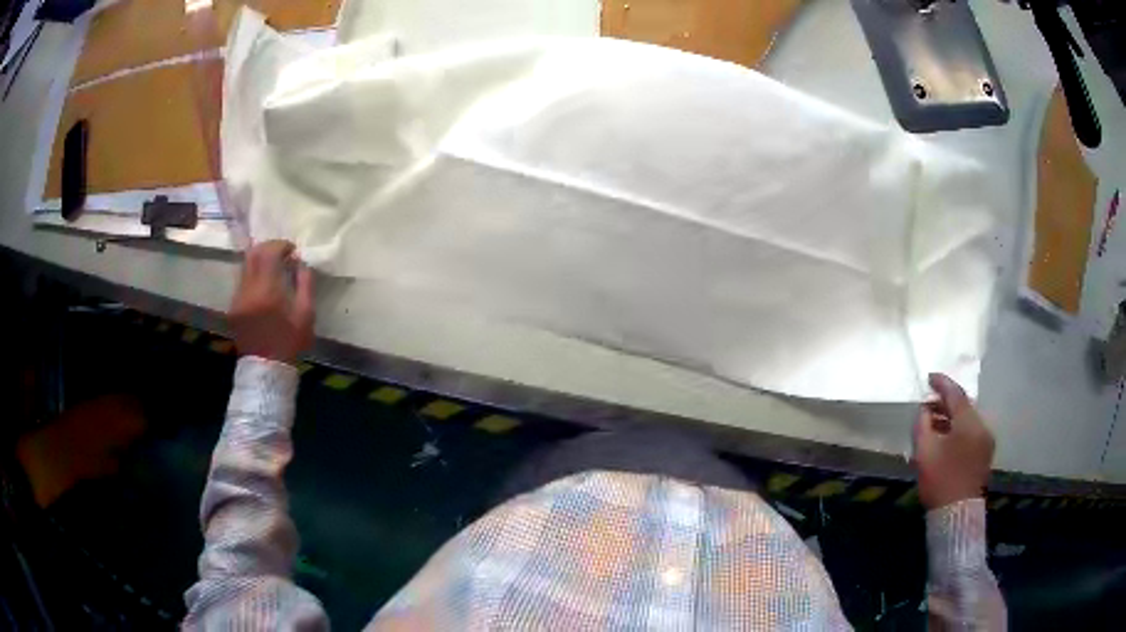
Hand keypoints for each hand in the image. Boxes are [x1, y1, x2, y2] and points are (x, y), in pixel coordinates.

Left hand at [229, 241, 314, 364]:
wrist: (266, 369)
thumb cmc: (290, 342)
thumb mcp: (306, 314)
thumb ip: (305, 283)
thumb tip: (301, 262)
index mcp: (267, 291)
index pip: (269, 252)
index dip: (281, 245)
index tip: (292, 250)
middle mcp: (248, 290)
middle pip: (253, 254)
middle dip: (268, 248)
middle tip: (281, 253)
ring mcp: (237, 298)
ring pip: (245, 266)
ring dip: (259, 261)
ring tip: (273, 268)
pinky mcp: (233, 307)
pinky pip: (242, 281)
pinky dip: (253, 276)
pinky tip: (263, 287)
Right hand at [912, 373, 994, 509]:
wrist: (957, 515)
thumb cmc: (940, 480)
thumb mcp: (925, 452)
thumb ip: (923, 424)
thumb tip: (924, 409)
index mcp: (968, 422)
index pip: (955, 393)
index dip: (941, 383)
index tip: (929, 378)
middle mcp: (982, 426)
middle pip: (963, 406)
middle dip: (946, 402)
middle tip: (927, 404)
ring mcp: (986, 441)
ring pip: (968, 420)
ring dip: (951, 418)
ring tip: (933, 423)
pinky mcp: (985, 454)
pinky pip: (971, 432)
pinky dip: (958, 430)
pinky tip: (945, 439)